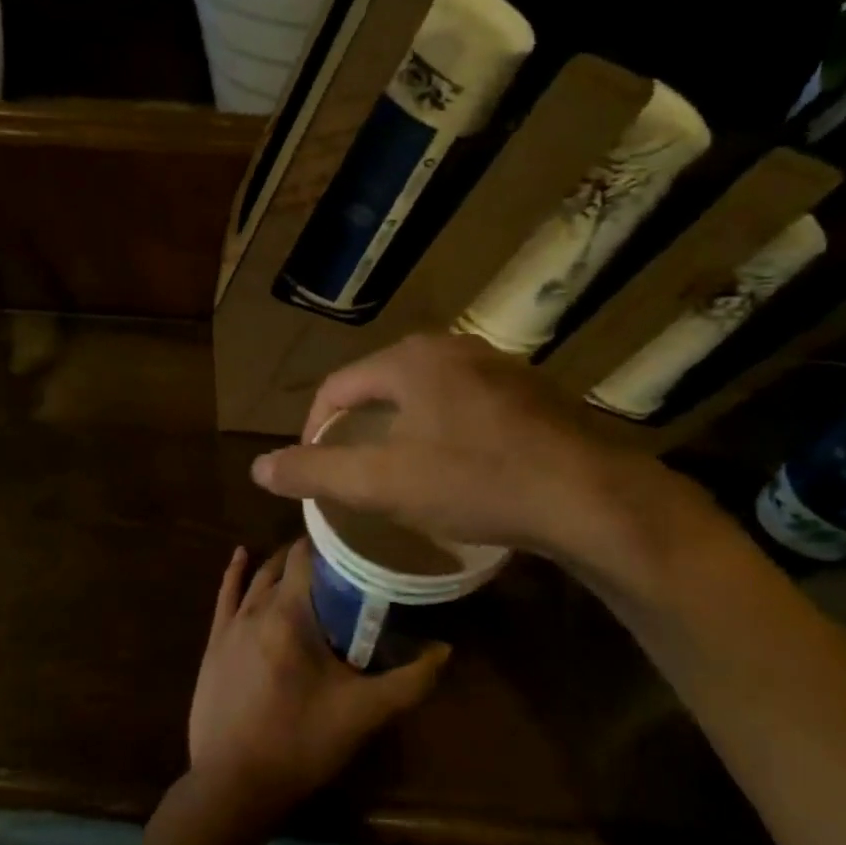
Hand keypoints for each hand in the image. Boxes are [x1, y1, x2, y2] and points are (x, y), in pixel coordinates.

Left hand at [187, 542, 445, 837]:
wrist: (234, 784)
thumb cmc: (301, 743)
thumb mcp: (364, 713)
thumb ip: (410, 680)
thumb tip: (445, 649)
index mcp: (291, 614)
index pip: (308, 556)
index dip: (331, 542)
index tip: (356, 540)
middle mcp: (257, 608)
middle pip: (284, 565)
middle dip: (311, 556)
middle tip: (341, 557)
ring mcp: (230, 625)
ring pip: (257, 578)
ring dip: (279, 565)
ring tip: (305, 558)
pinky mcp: (214, 644)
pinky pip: (224, 596)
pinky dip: (235, 573)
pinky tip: (241, 555)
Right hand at [248, 333, 716, 595]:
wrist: (588, 495)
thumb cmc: (475, 481)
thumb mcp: (383, 483)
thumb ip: (315, 472)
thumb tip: (258, 468)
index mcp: (410, 360)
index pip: (338, 386)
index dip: (316, 427)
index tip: (315, 468)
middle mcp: (452, 349)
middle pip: (382, 386)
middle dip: (360, 428)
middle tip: (354, 473)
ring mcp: (498, 367)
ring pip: (427, 396)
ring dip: (403, 430)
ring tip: (401, 473)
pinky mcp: (531, 393)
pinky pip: (467, 406)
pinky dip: (446, 432)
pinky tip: (459, 468)